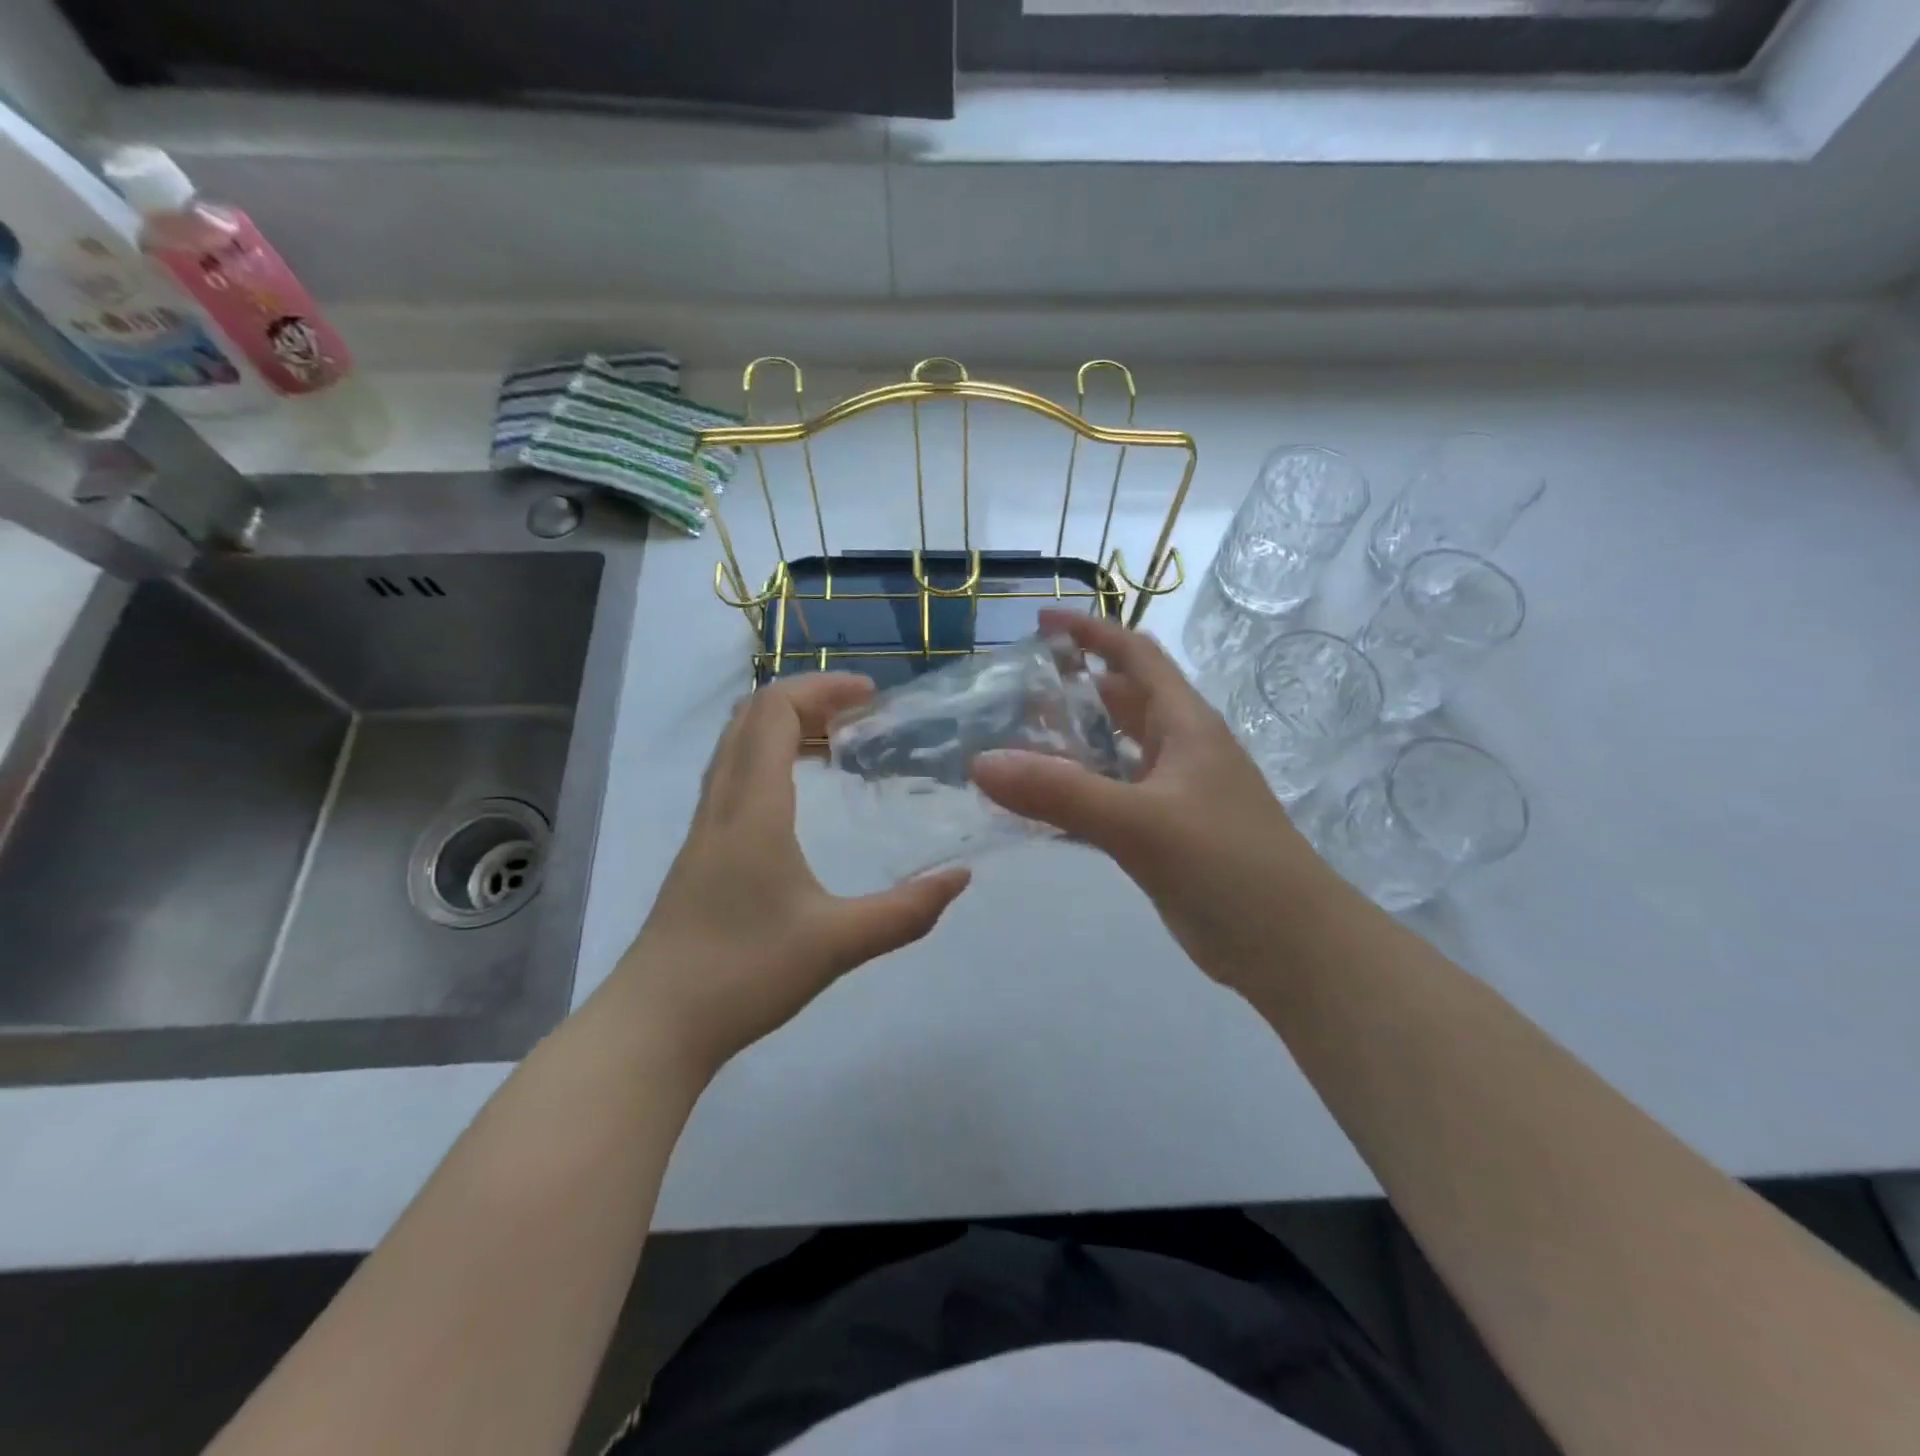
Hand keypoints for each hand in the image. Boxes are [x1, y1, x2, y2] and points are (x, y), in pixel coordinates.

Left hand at [619, 674, 970, 1075]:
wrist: (655, 1024)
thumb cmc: (744, 972)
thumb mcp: (838, 943)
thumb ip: (906, 911)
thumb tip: (960, 878)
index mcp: (754, 807)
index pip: (776, 711)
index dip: (822, 688)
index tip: (871, 694)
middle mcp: (722, 803)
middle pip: (751, 716)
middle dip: (806, 697)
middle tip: (858, 711)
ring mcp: (704, 827)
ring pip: (736, 745)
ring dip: (783, 725)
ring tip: (834, 741)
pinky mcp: (699, 853)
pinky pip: (731, 775)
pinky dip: (767, 757)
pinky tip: (798, 795)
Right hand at [973, 610, 1333, 994]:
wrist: (1291, 947)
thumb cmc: (1227, 865)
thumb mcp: (1140, 822)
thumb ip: (1059, 792)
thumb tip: (979, 763)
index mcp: (1185, 724)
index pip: (1135, 656)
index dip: (1091, 631)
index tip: (1040, 622)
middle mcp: (1179, 750)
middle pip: (1120, 701)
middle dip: (1070, 690)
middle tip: (1009, 694)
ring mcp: (1173, 795)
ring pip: (1113, 754)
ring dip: (1069, 745)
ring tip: (1011, 744)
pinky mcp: (1163, 836)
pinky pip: (1110, 800)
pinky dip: (1076, 795)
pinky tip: (1038, 807)